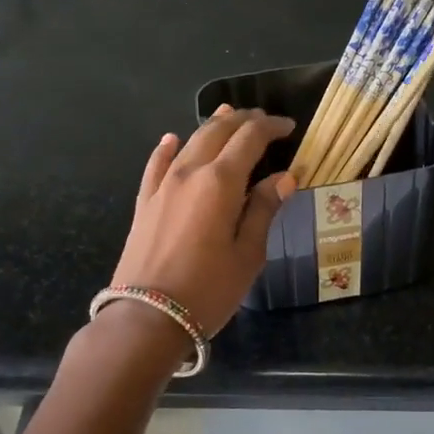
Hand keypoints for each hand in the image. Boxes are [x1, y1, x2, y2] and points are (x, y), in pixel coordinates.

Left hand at [107, 106, 294, 340]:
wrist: (147, 317)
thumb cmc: (209, 290)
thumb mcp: (248, 254)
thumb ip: (264, 209)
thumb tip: (284, 176)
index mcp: (221, 182)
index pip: (250, 139)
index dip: (271, 128)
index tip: (289, 127)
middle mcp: (190, 172)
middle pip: (217, 131)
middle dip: (243, 120)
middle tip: (264, 120)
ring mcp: (162, 185)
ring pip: (189, 141)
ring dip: (212, 126)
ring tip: (228, 116)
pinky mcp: (144, 202)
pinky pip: (157, 163)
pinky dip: (168, 147)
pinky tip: (172, 140)